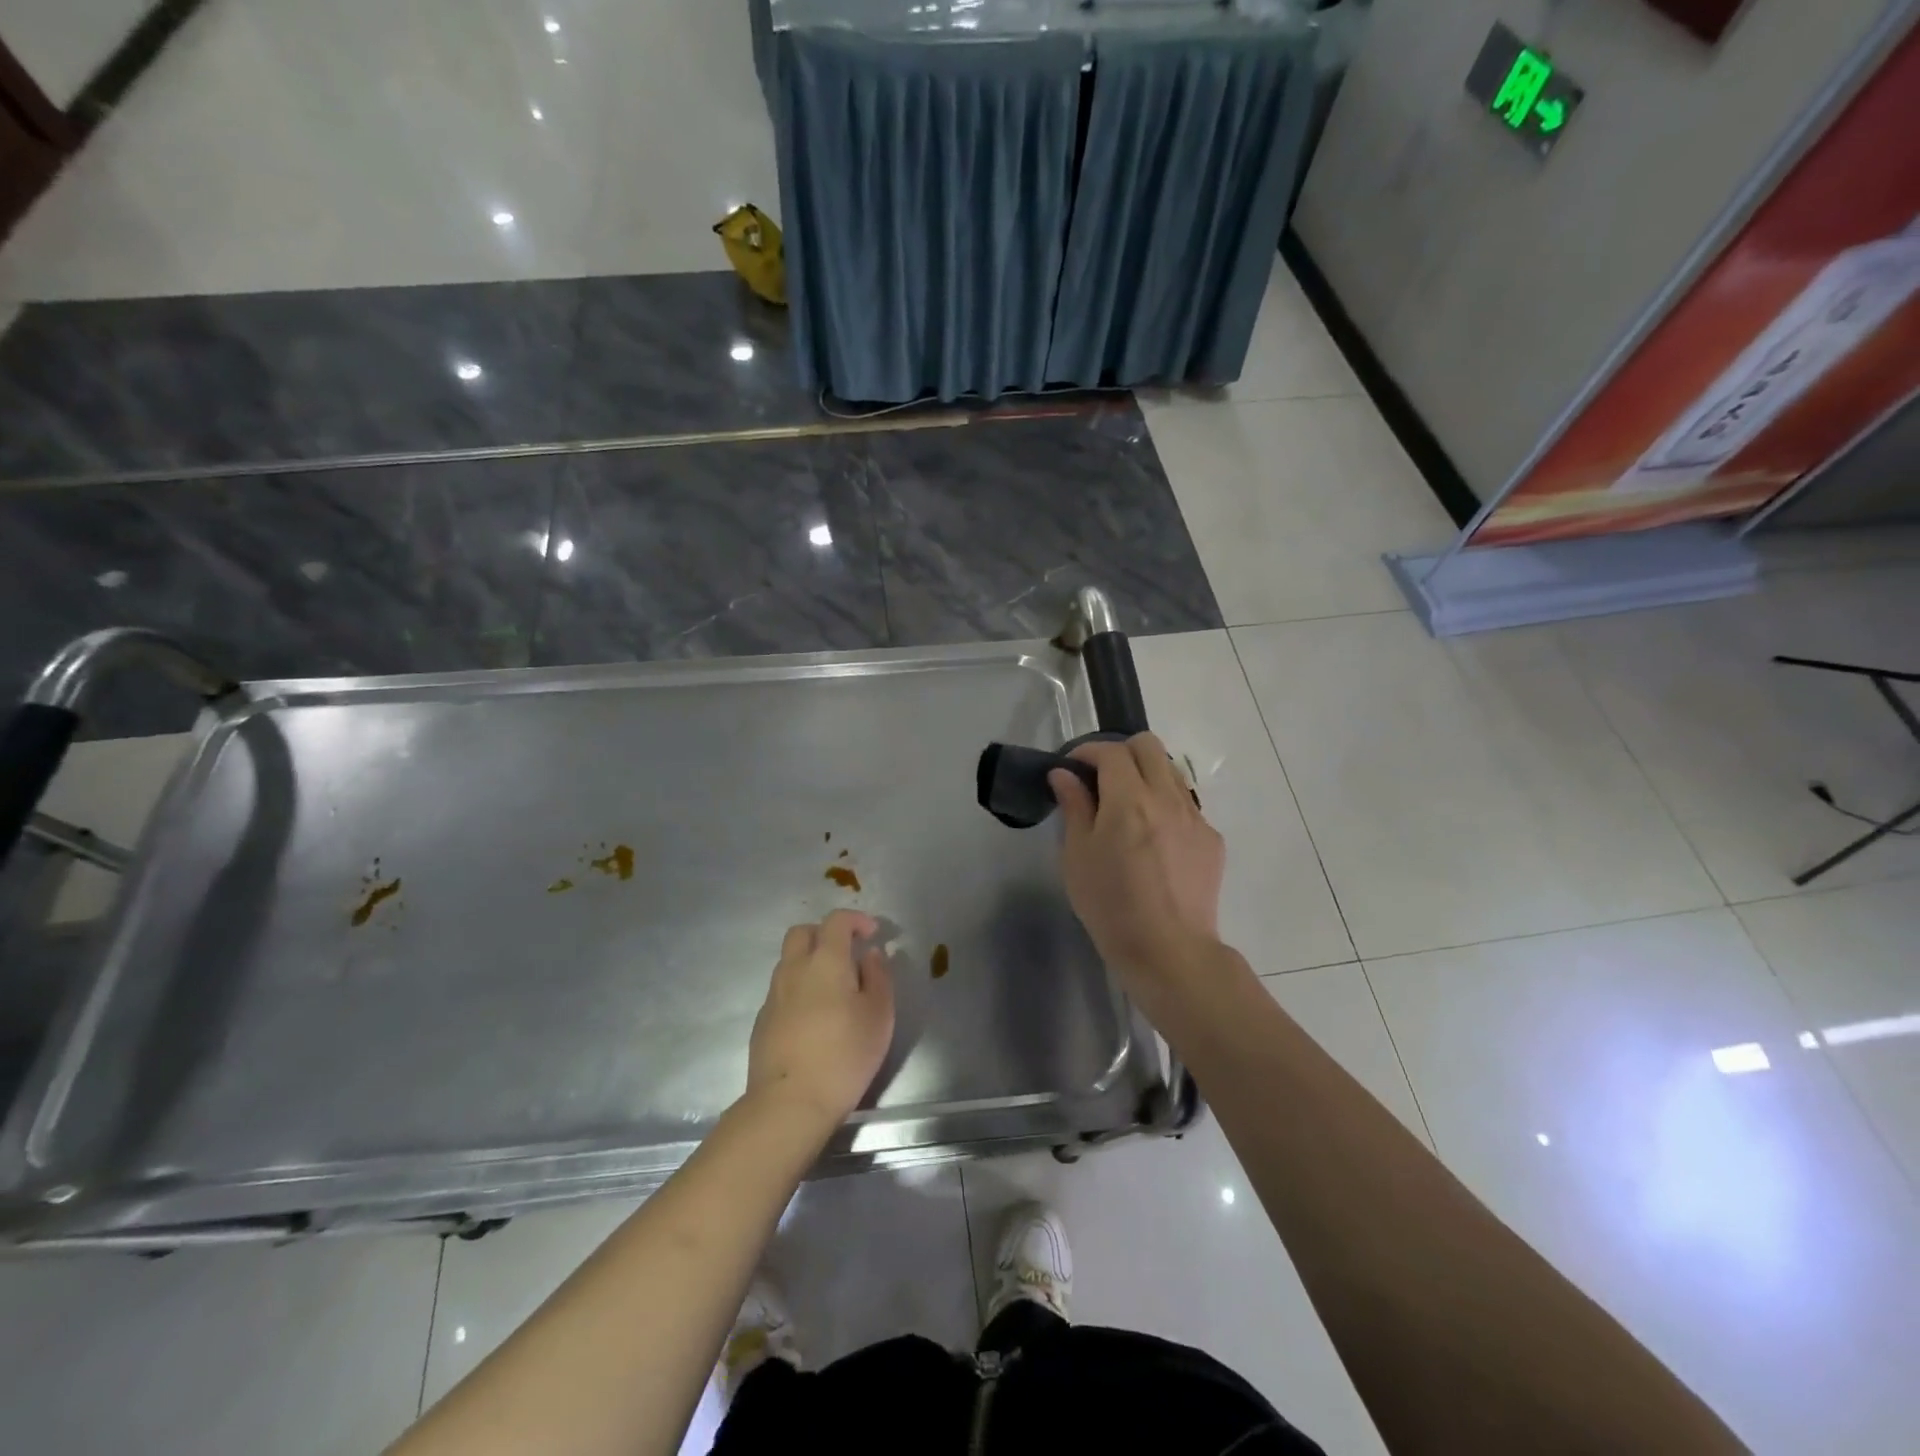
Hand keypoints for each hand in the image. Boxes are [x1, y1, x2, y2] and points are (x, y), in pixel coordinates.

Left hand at [746, 910, 895, 1134]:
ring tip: (833, 989)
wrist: (789, 1103)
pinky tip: (814, 1017)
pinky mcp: (762, 1020)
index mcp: (825, 961)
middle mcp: (794, 969)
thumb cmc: (844, 1055)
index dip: (856, 920)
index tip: (873, 934)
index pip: (836, 921)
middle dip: (825, 934)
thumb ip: (878, 976)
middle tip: (847, 954)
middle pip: (803, 932)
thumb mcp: (879, 1015)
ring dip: (810, 962)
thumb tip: (870, 954)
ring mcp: (773, 995)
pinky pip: (782, 989)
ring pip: (789, 961)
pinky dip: (799, 989)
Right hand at [1049, 734, 1224, 984]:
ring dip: (1145, 775)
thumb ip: (1074, 807)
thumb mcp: (1077, 856)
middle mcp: (1167, 798)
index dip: (1087, 752)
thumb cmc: (1110, 905)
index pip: (1111, 752)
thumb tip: (1064, 775)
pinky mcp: (1211, 839)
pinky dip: (1165, 805)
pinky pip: (1186, 804)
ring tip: (1128, 806)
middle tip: (1101, 779)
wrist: (1168, 950)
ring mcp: (1195, 817)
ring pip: (1171, 771)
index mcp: (1129, 800)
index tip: (1072, 768)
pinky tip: (1153, 839)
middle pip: (1148, 746)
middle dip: (1120, 752)